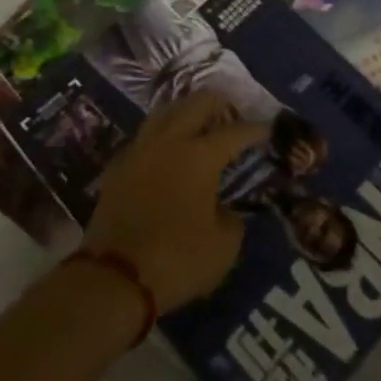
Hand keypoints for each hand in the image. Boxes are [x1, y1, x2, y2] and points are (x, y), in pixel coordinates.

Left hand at [82, 93, 266, 312]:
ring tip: (198, 124)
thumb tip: (224, 211)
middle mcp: (170, 142)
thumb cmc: (176, 260)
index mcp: (200, 156)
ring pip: (165, 112)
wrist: (113, 278)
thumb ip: (232, 221)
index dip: (254, 130)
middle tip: (231, 116)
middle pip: (196, 103)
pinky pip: (144, 137)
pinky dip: (161, 136)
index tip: (266, 130)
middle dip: (218, 104)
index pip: (234, 132)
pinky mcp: (117, 167)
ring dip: (185, 111)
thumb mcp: (222, 248)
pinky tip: (166, 152)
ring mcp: (140, 150)